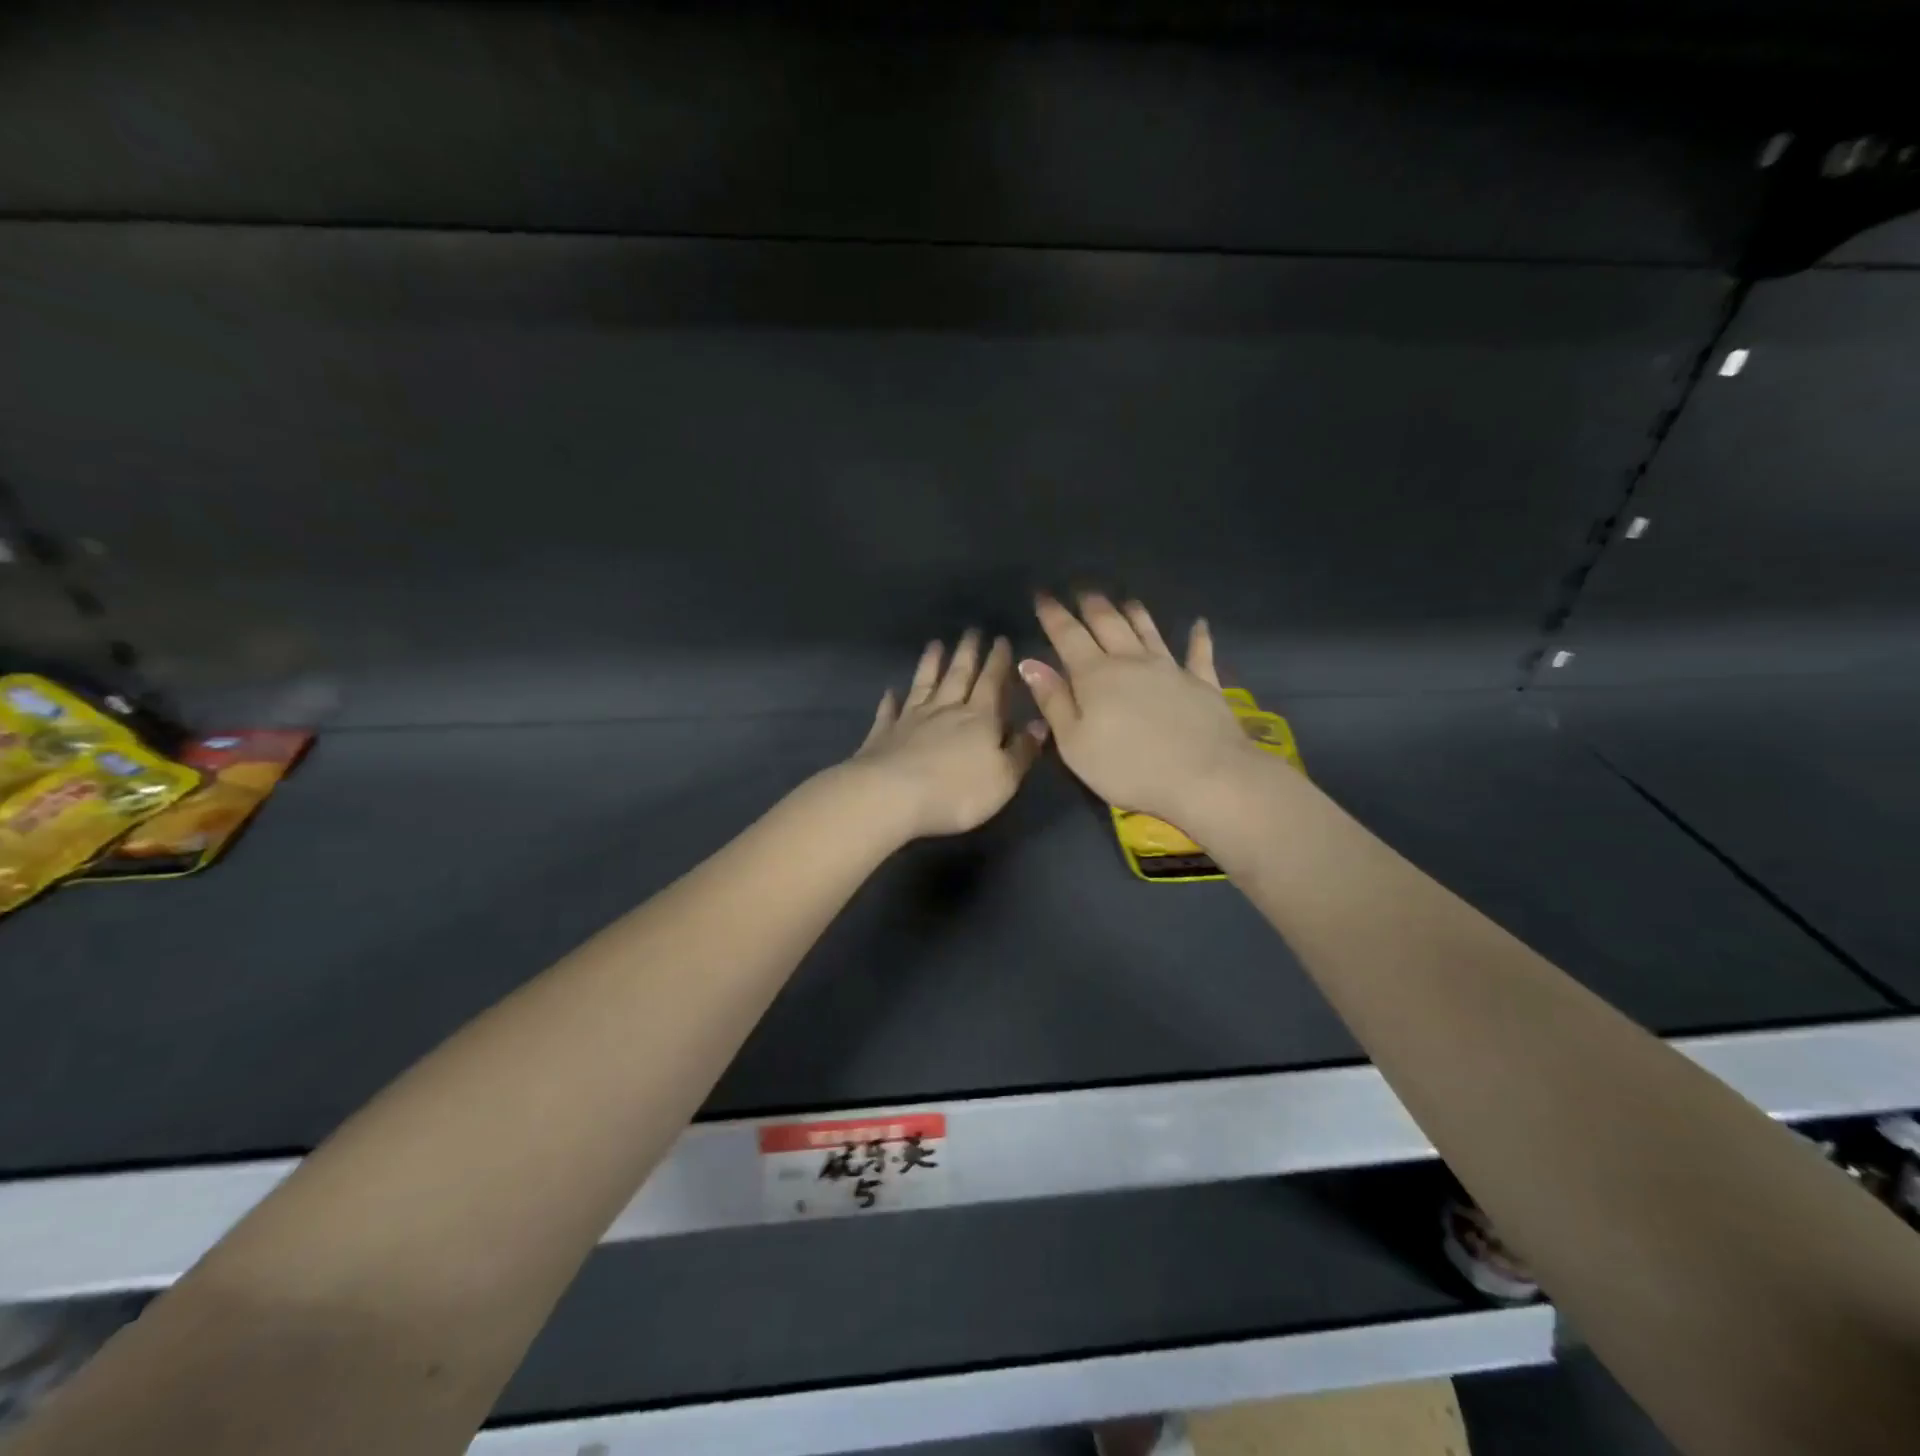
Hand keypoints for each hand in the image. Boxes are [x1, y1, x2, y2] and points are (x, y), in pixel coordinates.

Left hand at [845, 630, 1048, 839]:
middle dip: (967, 653)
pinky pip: (888, 712)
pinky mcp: (883, 735)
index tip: (1001, 639)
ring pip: (923, 685)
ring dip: (930, 665)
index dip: (999, 662)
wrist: (891, 797)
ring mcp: (910, 720)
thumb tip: (1039, 725)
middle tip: (971, 631)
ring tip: (935, 645)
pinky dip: (890, 700)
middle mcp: (945, 710)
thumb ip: (1022, 750)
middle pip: (958, 675)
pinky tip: (890, 691)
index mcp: (979, 718)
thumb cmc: (957, 791)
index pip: (992, 683)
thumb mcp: (1004, 777)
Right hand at [1019, 594, 1261, 822]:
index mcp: (1095, 676)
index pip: (1068, 635)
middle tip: (1082, 591)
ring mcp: (1171, 669)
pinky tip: (1199, 624)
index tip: (1042, 594)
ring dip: (1135, 613)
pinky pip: (1199, 654)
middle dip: (1092, 605)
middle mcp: (1131, 661)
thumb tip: (1030, 663)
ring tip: (1125, 600)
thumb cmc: (1127, 768)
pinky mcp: (1203, 684)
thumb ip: (1053, 701)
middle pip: (1108, 624)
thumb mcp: (1074, 744)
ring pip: (1148, 631)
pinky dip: (1198, 637)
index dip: (1053, 614)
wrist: (1205, 778)